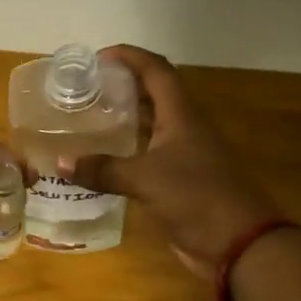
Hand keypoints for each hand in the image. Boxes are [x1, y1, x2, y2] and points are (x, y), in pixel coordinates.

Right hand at [65, 45, 282, 277]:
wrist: (238, 244)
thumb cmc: (197, 198)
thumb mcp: (146, 180)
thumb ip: (104, 170)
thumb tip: (62, 163)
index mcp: (181, 116)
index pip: (156, 71)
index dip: (130, 57)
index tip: (99, 56)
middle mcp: (184, 128)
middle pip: (154, 94)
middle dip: (123, 85)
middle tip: (86, 87)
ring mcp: (184, 155)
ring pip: (151, 125)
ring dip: (123, 118)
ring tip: (88, 117)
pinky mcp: (179, 180)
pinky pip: (147, 155)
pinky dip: (125, 151)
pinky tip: (101, 159)